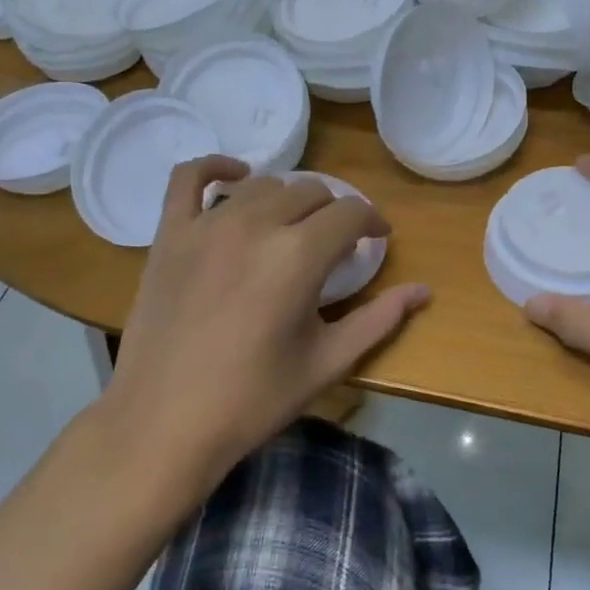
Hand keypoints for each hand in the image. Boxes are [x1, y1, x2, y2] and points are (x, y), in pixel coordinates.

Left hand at [105, 157, 429, 488]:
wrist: (165, 421)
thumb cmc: (253, 399)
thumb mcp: (326, 363)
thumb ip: (379, 320)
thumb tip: (424, 291)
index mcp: (299, 256)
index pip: (350, 214)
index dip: (372, 223)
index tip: (377, 241)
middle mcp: (255, 224)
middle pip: (310, 192)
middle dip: (334, 213)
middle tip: (335, 246)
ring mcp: (206, 225)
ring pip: (262, 185)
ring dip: (288, 200)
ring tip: (292, 229)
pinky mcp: (169, 234)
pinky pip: (188, 177)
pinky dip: (215, 167)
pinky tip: (234, 176)